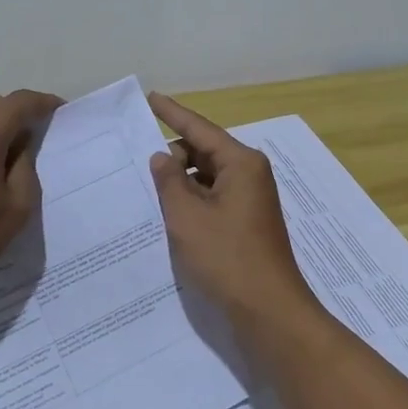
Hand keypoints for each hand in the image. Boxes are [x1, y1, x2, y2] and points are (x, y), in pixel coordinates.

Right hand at [147, 92, 318, 325]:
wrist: (268, 311)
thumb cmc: (227, 258)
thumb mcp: (187, 217)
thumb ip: (169, 182)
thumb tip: (163, 157)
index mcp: (241, 163)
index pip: (199, 128)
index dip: (172, 113)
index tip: (151, 97)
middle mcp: (249, 174)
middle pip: (204, 152)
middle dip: (173, 157)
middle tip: (138, 168)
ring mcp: (250, 200)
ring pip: (207, 178)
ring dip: (181, 183)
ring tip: (147, 192)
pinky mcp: (246, 222)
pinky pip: (213, 198)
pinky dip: (192, 202)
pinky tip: (169, 215)